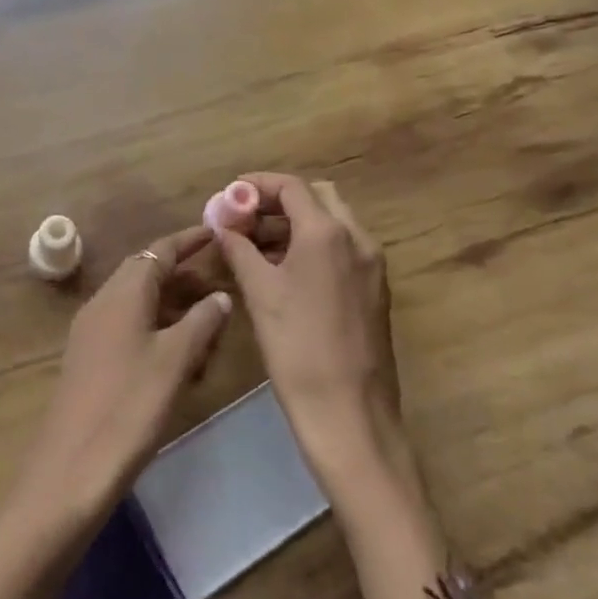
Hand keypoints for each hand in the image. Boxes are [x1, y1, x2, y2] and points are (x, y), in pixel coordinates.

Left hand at [9, 225, 232, 531]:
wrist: (72, 467)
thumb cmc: (129, 406)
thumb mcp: (175, 361)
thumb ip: (201, 322)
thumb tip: (220, 295)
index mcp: (122, 294)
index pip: (158, 250)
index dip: (188, 240)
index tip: (217, 233)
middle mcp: (102, 303)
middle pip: (145, 273)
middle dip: (183, 275)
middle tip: (221, 283)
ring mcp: (91, 331)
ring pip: (138, 302)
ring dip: (172, 305)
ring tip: (209, 324)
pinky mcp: (89, 359)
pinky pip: (128, 327)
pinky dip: (157, 329)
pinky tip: (180, 357)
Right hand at [216, 174, 403, 489]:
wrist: (349, 413)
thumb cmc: (297, 348)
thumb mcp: (259, 293)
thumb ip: (238, 248)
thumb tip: (222, 222)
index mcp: (327, 232)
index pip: (291, 186)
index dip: (256, 185)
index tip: (228, 195)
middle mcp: (357, 239)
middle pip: (317, 198)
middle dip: (278, 202)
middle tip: (243, 221)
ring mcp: (372, 265)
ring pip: (332, 224)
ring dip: (295, 224)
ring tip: (256, 248)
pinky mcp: (375, 290)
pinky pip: (342, 250)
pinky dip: (313, 247)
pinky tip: (285, 273)